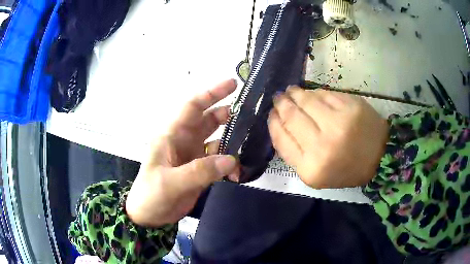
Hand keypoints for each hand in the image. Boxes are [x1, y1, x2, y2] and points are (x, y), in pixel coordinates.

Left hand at [126, 79, 239, 226]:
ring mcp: (193, 155)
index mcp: (172, 135)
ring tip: (249, 142)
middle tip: (250, 113)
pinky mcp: (200, 170)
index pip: (192, 107)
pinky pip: (219, 160)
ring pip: (216, 139)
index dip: (211, 93)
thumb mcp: (170, 183)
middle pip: (208, 119)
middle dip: (227, 113)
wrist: (150, 216)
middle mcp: (184, 140)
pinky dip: (229, 164)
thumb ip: (200, 171)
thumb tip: (231, 160)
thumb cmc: (151, 195)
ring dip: (232, 140)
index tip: (233, 84)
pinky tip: (236, 173)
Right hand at [268, 87, 388, 188]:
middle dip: (281, 104)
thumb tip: (279, 124)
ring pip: (306, 101)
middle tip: (278, 98)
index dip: (273, 123)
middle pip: (292, 117)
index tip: (271, 114)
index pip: (282, 139)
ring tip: (291, 91)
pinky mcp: (350, 106)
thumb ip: (295, 154)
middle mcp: (322, 146)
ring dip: (294, 94)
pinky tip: (310, 93)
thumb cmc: (346, 170)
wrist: (379, 157)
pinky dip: (314, 92)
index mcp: (311, 169)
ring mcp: (338, 123)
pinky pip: (324, 94)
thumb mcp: (316, 175)